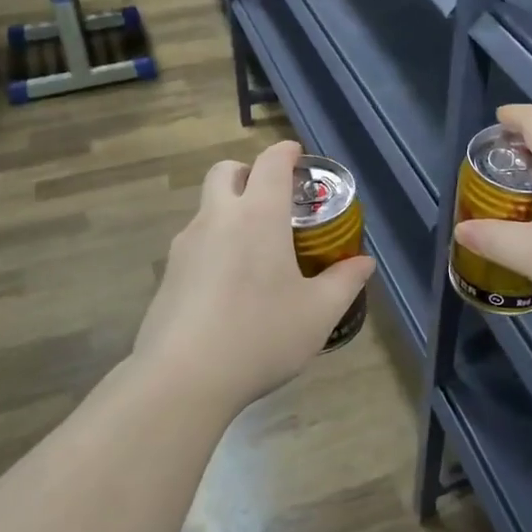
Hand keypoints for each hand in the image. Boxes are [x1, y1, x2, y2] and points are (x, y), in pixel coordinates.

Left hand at [133, 140, 376, 411]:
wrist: (182, 379)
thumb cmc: (260, 335)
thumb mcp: (318, 313)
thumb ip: (344, 282)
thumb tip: (363, 263)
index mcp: (257, 216)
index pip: (270, 163)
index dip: (286, 153)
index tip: (298, 157)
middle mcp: (217, 218)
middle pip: (225, 172)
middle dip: (248, 173)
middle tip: (272, 200)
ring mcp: (185, 245)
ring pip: (207, 208)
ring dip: (230, 212)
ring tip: (256, 252)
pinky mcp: (168, 274)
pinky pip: (195, 243)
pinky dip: (215, 246)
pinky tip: (230, 287)